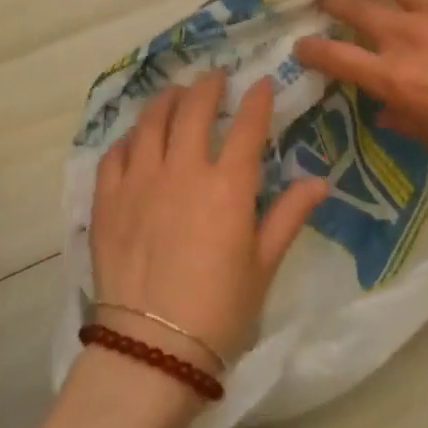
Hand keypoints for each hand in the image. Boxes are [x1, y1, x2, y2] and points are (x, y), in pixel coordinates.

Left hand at [90, 71, 328, 374]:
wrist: (152, 349)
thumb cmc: (220, 311)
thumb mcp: (263, 265)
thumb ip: (288, 216)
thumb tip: (320, 182)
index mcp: (228, 187)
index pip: (248, 127)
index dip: (258, 100)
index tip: (263, 83)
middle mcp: (183, 171)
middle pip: (194, 110)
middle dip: (208, 86)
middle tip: (216, 78)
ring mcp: (139, 181)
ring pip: (151, 122)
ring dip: (166, 100)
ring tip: (175, 94)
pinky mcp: (106, 200)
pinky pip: (115, 153)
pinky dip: (129, 138)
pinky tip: (135, 138)